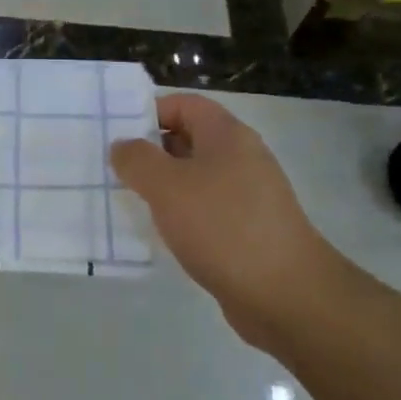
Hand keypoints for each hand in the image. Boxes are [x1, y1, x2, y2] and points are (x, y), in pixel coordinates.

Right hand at [109, 94, 341, 344]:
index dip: (149, 112)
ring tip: (130, 202)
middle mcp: (242, 157)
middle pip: (189, 139)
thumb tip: (122, 146)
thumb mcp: (166, 186)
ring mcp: (249, 195)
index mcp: (227, 134)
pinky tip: (162, 233)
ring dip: (164, 187)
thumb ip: (137, 159)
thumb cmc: (222, 226)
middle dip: (151, 151)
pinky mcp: (249, 229)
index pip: (184, 104)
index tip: (117, 135)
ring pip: (196, 177)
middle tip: (115, 170)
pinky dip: (182, 215)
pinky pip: (207, 209)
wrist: (286, 295)